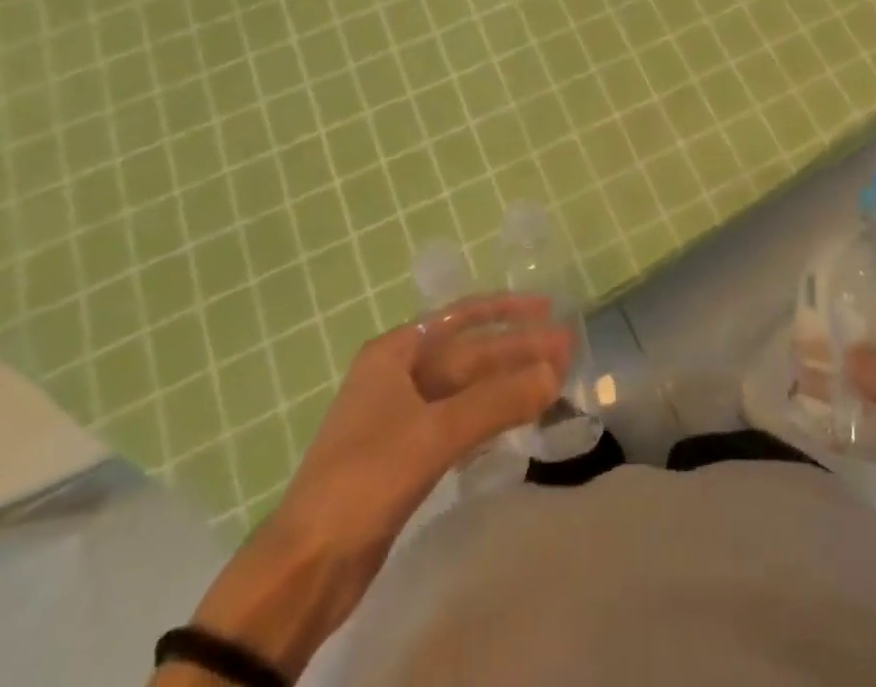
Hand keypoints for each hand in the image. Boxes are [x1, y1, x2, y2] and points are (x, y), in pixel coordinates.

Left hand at [279, 292, 570, 555]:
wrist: (307, 567)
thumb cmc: (365, 480)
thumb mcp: (435, 433)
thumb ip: (498, 401)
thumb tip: (554, 372)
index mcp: (395, 353)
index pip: (461, 317)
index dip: (507, 310)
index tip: (549, 307)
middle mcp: (399, 375)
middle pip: (470, 354)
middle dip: (518, 350)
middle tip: (568, 349)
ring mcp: (403, 417)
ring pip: (468, 389)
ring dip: (509, 384)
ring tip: (554, 381)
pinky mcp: (408, 456)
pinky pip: (461, 422)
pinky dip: (492, 416)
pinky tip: (520, 417)